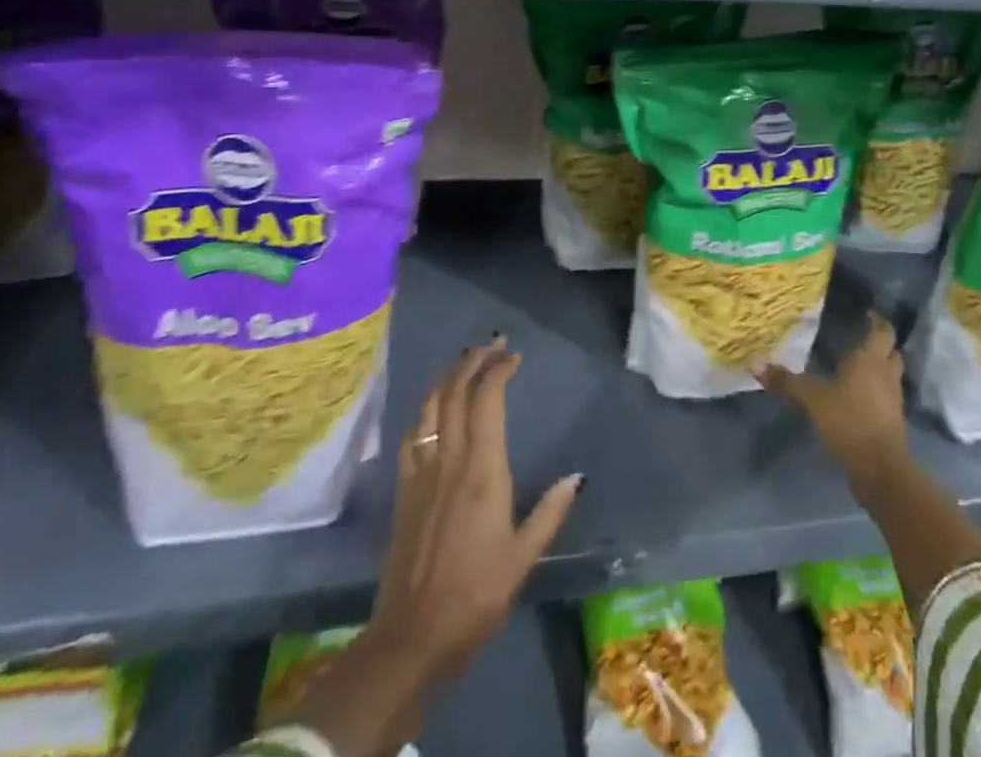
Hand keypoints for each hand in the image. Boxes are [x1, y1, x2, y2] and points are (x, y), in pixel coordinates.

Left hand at [366, 339, 584, 688]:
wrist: (412, 635)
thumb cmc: (475, 596)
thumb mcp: (523, 558)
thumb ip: (549, 512)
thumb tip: (577, 477)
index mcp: (482, 470)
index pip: (487, 402)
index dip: (498, 371)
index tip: (513, 356)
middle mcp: (450, 460)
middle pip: (456, 393)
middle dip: (473, 362)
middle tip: (491, 345)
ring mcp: (422, 473)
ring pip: (431, 408)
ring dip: (447, 378)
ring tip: (463, 363)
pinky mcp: (403, 491)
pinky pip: (411, 436)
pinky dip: (424, 411)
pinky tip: (431, 410)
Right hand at [757, 311, 910, 492]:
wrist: (881, 470)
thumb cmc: (849, 422)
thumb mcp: (813, 400)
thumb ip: (786, 382)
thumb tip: (755, 364)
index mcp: (870, 360)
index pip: (882, 331)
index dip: (877, 320)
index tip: (865, 312)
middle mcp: (886, 375)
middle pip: (891, 351)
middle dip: (879, 344)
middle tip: (859, 338)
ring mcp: (893, 400)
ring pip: (890, 374)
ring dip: (879, 368)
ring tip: (856, 365)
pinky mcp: (892, 421)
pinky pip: (886, 396)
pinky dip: (876, 390)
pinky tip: (857, 395)